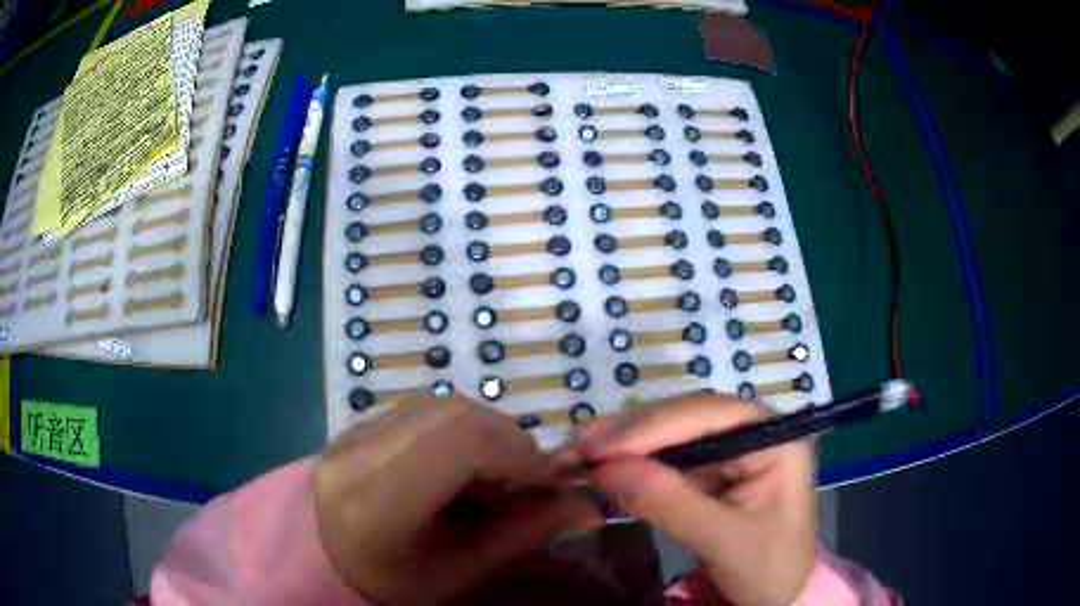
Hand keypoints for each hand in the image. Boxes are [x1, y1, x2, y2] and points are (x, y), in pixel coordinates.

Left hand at [311, 395, 594, 604]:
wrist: (324, 560)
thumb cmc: (394, 582)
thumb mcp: (461, 570)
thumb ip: (524, 533)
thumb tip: (587, 502)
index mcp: (376, 502)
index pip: (460, 444)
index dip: (519, 454)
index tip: (551, 482)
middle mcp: (357, 452)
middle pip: (454, 414)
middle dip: (509, 441)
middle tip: (522, 482)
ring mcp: (351, 430)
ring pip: (442, 405)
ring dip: (485, 433)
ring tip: (488, 479)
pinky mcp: (357, 422)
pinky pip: (424, 410)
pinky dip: (459, 431)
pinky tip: (456, 467)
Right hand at [574, 392, 815, 605]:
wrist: (777, 597)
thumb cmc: (767, 569)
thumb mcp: (724, 541)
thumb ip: (670, 503)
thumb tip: (604, 469)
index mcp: (774, 437)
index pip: (708, 416)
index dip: (651, 427)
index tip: (598, 448)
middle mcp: (751, 431)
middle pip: (683, 417)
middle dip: (628, 433)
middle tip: (573, 448)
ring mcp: (729, 449)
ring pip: (668, 433)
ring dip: (621, 444)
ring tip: (575, 454)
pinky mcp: (710, 470)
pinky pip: (665, 457)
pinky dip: (629, 463)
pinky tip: (600, 467)